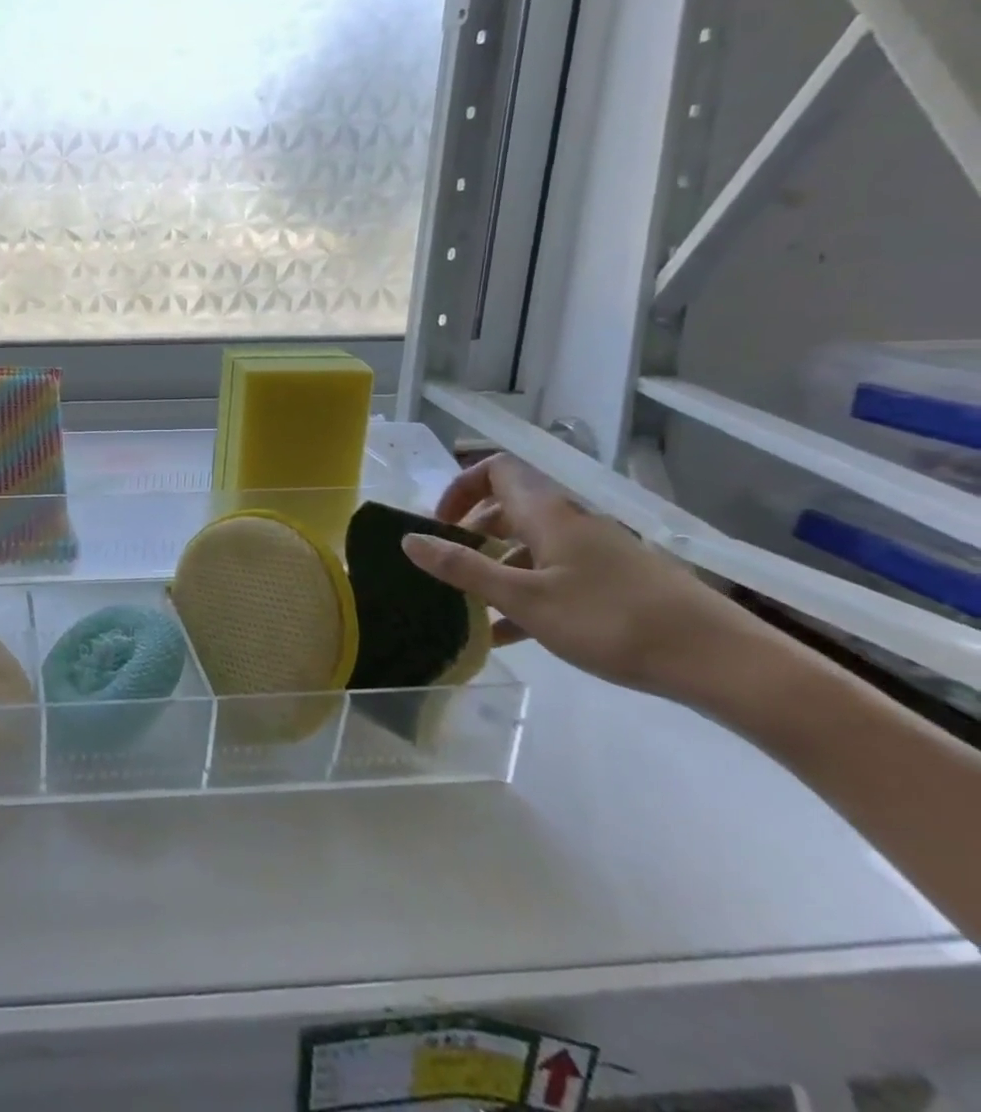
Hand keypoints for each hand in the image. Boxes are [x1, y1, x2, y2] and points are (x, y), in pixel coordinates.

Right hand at [398, 454, 746, 698]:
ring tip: (473, 608)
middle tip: (450, 567)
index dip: (460, 487)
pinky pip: (558, 576)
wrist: (726, 664)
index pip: (497, 471)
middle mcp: (573, 524)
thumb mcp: (526, 599)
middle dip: (473, 532)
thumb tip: (409, 539)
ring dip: (498, 568)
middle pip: (511, 508)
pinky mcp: (620, 585)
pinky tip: (511, 635)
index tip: (440, 523)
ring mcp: (600, 555)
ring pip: (533, 546)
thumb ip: (464, 568)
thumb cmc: (613, 622)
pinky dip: (528, 593)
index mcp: (549, 514)